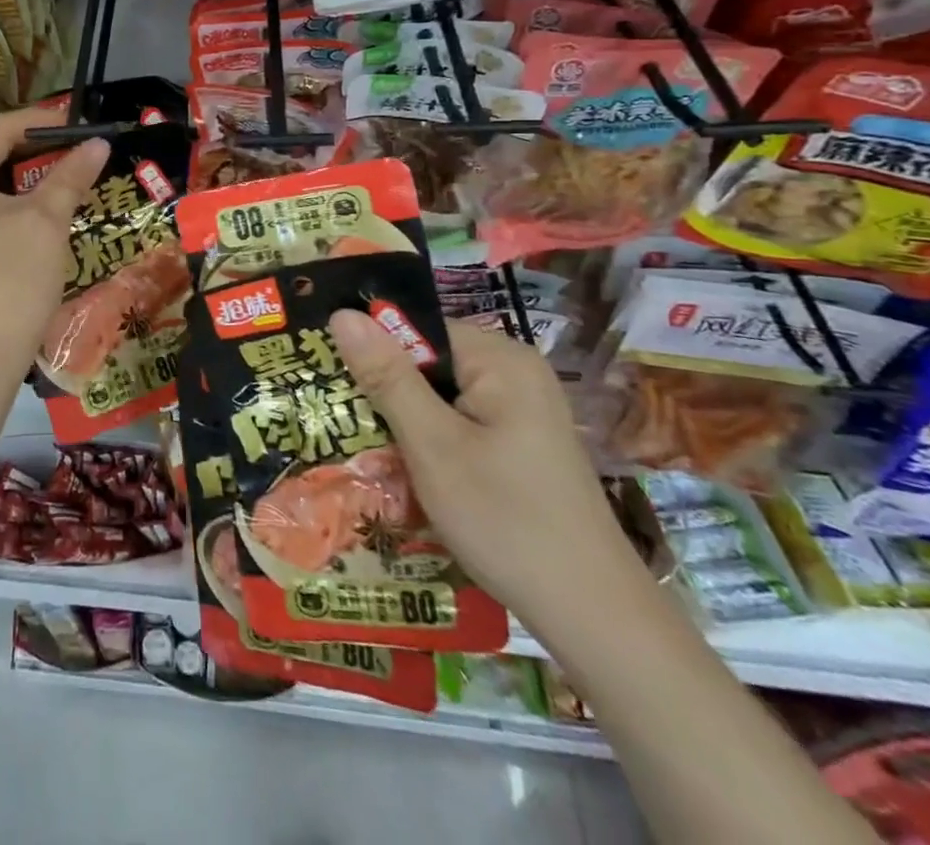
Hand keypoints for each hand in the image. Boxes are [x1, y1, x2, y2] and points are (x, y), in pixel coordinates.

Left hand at [0, 108, 109, 391]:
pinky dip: (10, 199)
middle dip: (34, 148)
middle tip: (78, 144)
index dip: (41, 121)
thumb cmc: (11, 282)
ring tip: (66, 168)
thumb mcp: (46, 222)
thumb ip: (70, 175)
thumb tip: (98, 143)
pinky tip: (41, 200)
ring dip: (25, 174)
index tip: (80, 119)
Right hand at [328, 312, 644, 634]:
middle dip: (387, 393)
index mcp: (500, 358)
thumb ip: (386, 376)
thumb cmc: (506, 520)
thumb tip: (341, 313)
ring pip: (439, 396)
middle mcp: (514, 372)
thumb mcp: (432, 445)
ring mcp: (522, 409)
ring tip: (373, 454)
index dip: (373, 353)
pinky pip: (459, 422)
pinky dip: (431, 442)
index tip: (334, 385)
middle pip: (427, 362)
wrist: (594, 617)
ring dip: (405, 423)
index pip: (416, 330)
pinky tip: (411, 475)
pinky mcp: (521, 442)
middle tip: (349, 427)